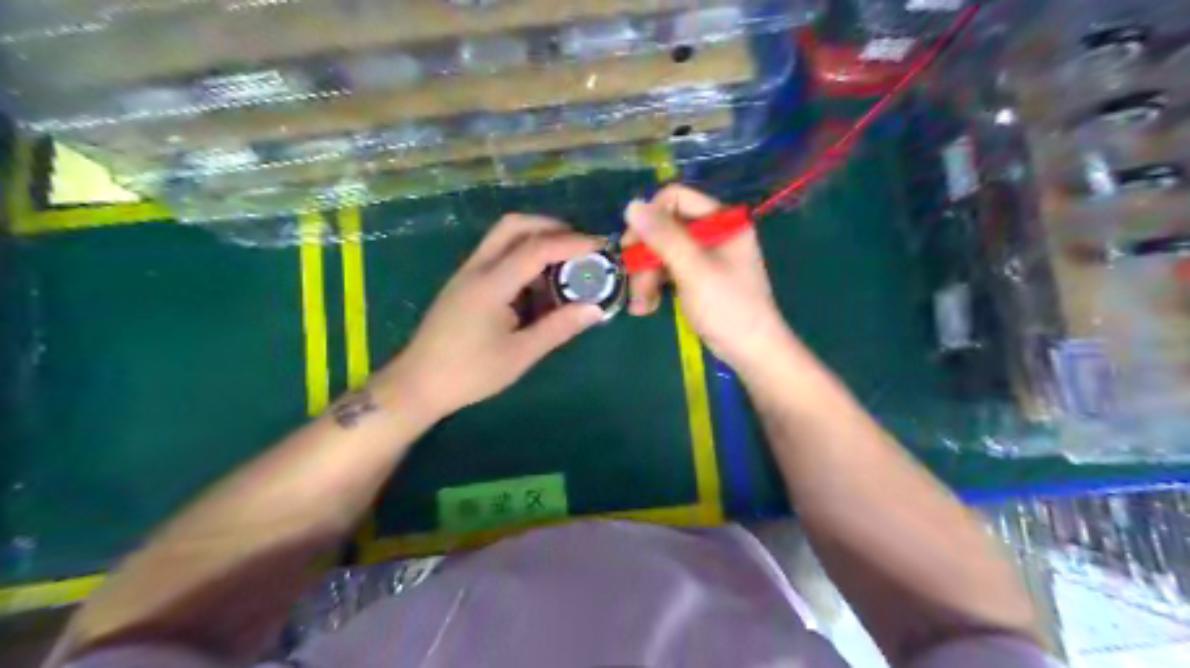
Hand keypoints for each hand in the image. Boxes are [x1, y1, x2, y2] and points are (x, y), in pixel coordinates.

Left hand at [378, 215, 606, 416]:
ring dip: (535, 239)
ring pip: (502, 236)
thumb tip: (594, 309)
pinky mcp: (464, 284)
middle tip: (579, 245)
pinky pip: (496, 254)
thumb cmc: (470, 373)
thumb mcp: (520, 355)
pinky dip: (521, 255)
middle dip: (550, 227)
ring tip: (564, 264)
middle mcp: (477, 269)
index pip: (535, 248)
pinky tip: (537, 283)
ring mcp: (467, 274)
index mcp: (490, 285)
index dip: (570, 243)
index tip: (599, 246)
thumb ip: (557, 328)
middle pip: (514, 226)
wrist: (417, 384)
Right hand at [625, 186, 792, 372]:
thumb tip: (632, 205)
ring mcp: (705, 257)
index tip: (631, 244)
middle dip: (645, 257)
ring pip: (662, 253)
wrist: (751, 351)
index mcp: (722, 221)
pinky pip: (668, 272)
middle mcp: (713, 233)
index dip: (650, 217)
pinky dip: (655, 287)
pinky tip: (646, 308)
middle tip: (632, 281)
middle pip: (665, 229)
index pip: (676, 198)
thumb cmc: (728, 307)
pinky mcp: (698, 278)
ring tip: (639, 305)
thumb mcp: (693, 269)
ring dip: (646, 277)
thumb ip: (663, 237)